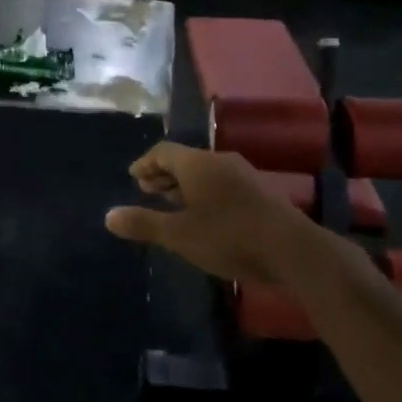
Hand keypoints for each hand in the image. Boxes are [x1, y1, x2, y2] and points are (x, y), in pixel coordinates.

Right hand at [105, 142, 318, 283]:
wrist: (293, 250)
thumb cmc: (229, 237)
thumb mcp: (179, 235)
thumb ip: (144, 223)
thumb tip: (108, 216)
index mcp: (198, 163)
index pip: (163, 151)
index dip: (145, 163)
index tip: (133, 177)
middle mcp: (220, 161)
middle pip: (185, 159)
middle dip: (163, 174)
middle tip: (147, 190)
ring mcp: (244, 175)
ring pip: (205, 173)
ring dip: (184, 185)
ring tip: (171, 204)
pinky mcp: (260, 193)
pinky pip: (222, 184)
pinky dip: (204, 193)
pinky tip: (203, 216)